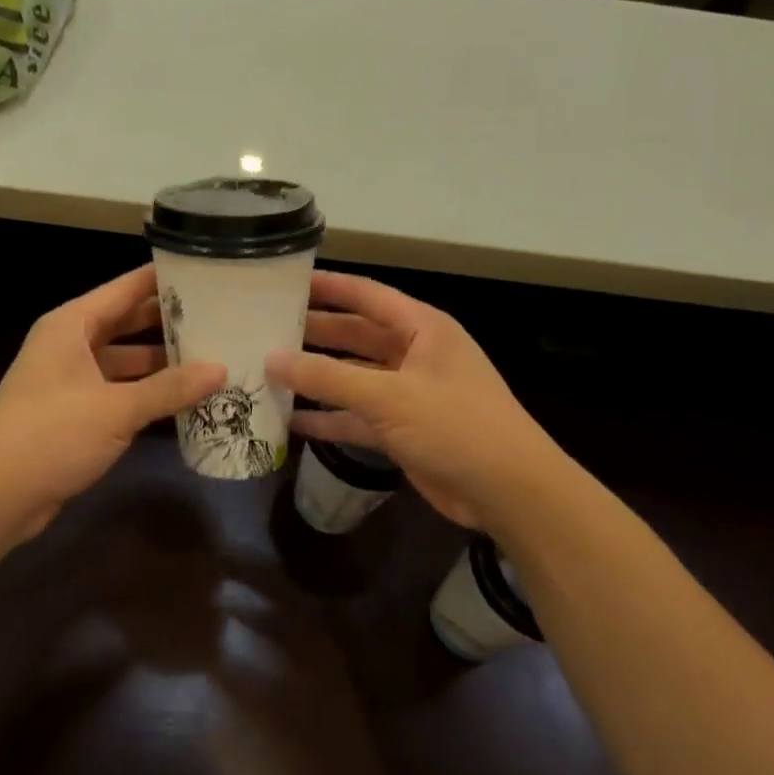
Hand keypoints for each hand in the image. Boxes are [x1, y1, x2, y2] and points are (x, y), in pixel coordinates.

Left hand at [0, 267, 223, 546]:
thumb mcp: (117, 409)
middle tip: (218, 316)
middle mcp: (69, 345)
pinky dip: (145, 392)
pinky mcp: (73, 412)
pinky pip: (118, 390)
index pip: (125, 289)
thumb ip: (170, 388)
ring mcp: (70, 380)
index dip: (162, 280)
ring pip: (124, 360)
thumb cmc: (52, 435)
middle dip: (167, 322)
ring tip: (210, 357)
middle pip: (126, 322)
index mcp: (71, 326)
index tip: (205, 272)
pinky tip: (182, 399)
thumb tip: (221, 369)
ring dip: (160, 361)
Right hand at [267, 273, 554, 530]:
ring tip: (268, 372)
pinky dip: (328, 418)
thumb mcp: (389, 397)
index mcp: (422, 329)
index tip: (285, 282)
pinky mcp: (401, 430)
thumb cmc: (456, 426)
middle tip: (265, 329)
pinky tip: (292, 421)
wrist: (508, 491)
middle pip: (354, 336)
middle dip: (313, 334)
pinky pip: (356, 417)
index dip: (327, 286)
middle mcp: (413, 354)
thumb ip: (328, 377)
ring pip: (352, 379)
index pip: (366, 295)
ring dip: (316, 378)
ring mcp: (407, 394)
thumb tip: (272, 359)